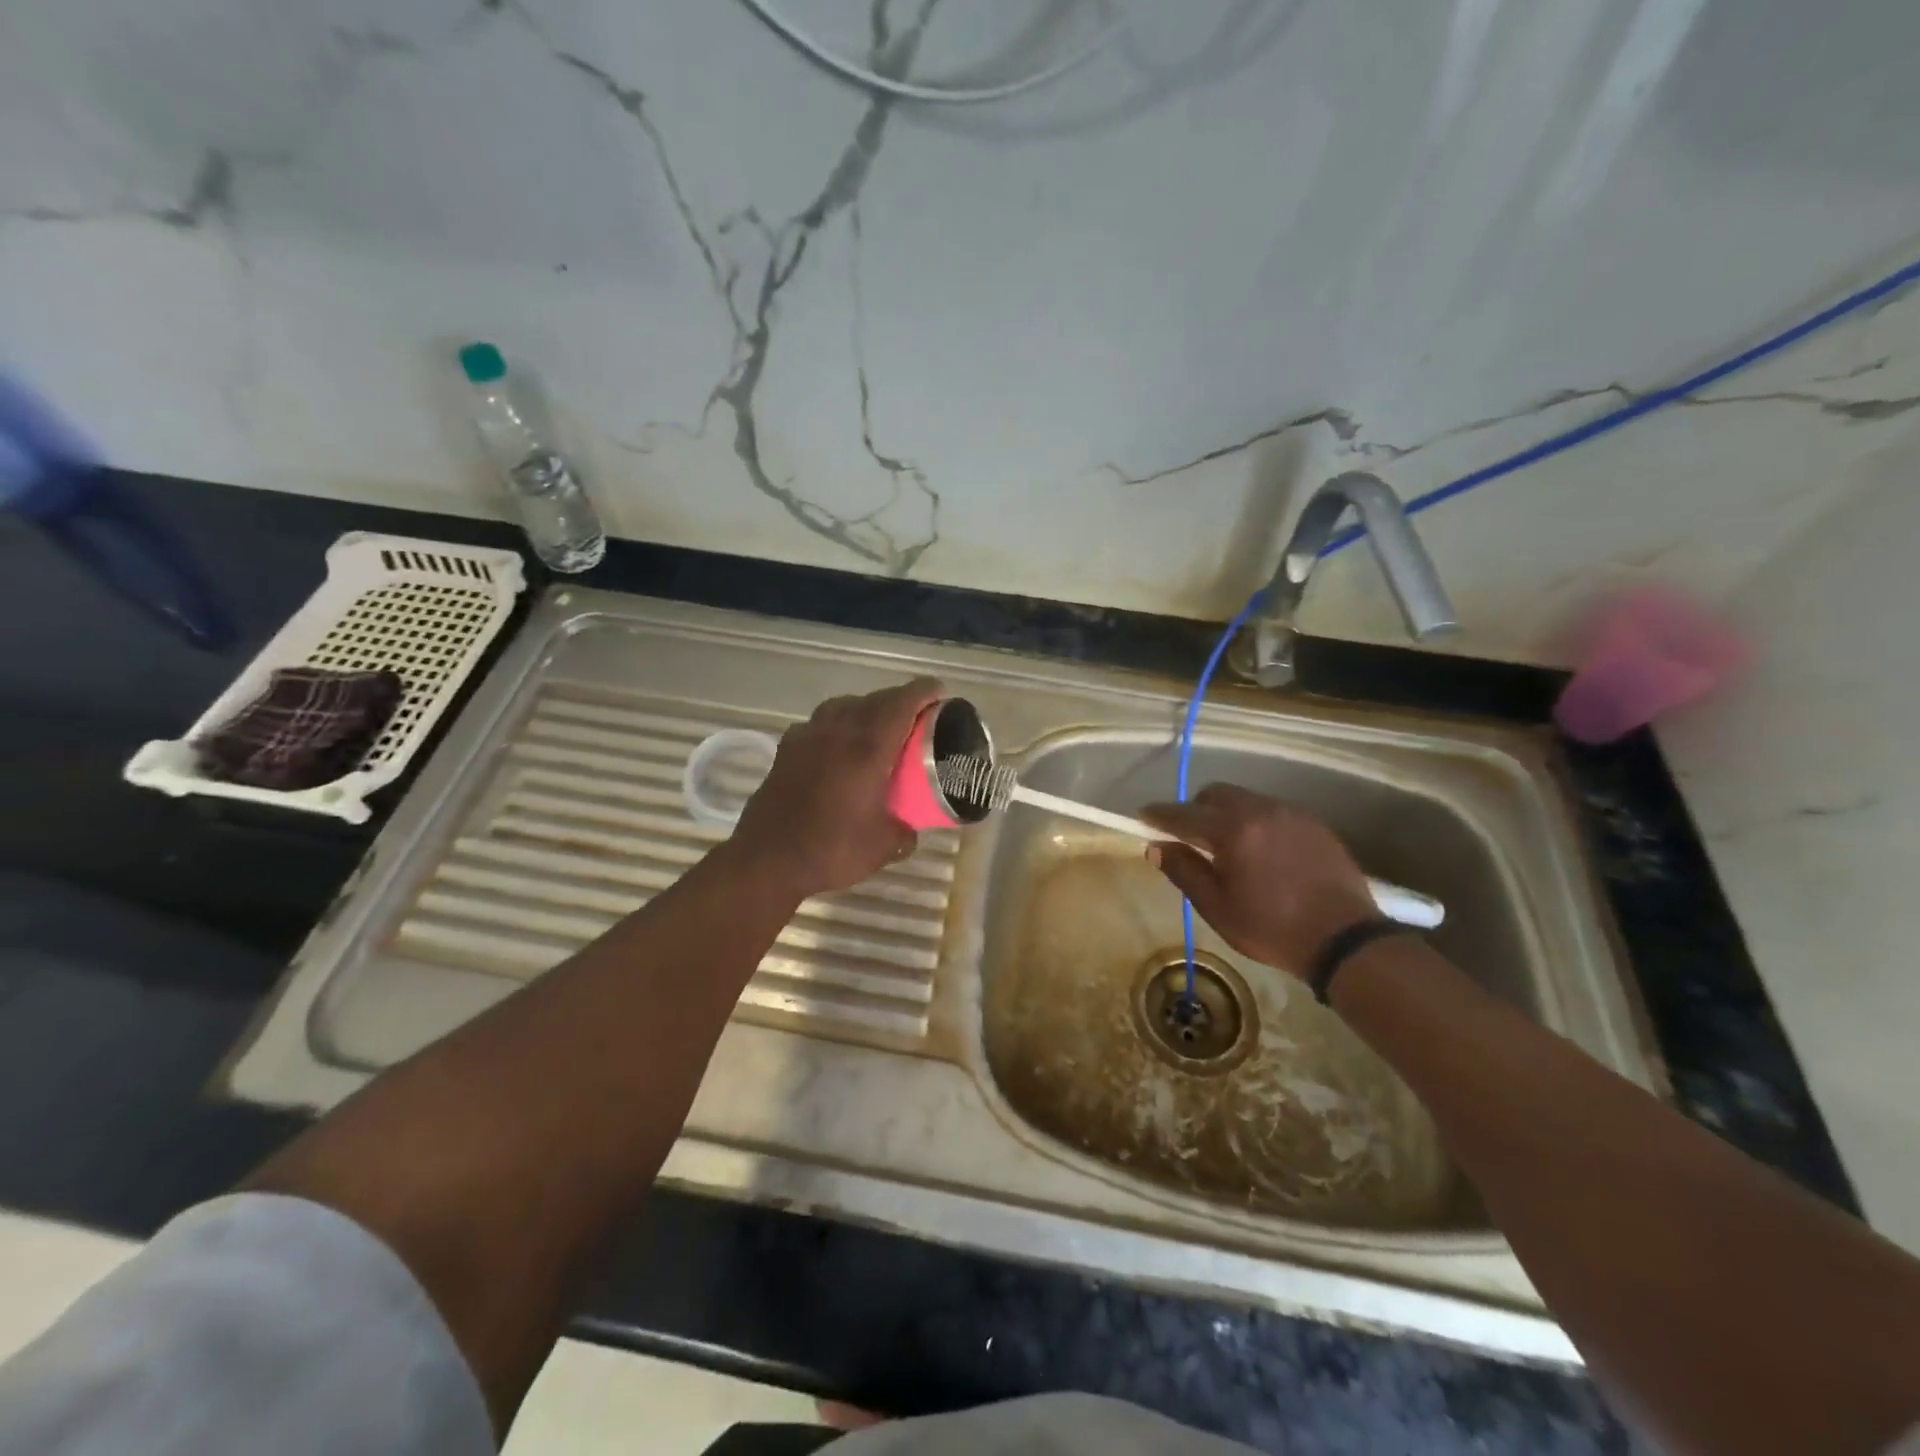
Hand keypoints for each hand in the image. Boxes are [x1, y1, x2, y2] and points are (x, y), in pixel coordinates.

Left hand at [729, 677, 943, 899]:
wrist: (767, 860)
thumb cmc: (831, 849)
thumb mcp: (882, 848)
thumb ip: (904, 833)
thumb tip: (910, 829)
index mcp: (868, 749)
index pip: (901, 704)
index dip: (923, 692)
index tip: (939, 692)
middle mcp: (838, 733)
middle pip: (874, 700)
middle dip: (898, 700)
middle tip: (916, 715)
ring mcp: (808, 738)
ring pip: (842, 706)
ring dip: (865, 708)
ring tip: (877, 725)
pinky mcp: (786, 750)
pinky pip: (818, 724)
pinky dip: (835, 725)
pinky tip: (837, 746)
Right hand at [1141, 785, 1377, 978]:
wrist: (1345, 940)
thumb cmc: (1273, 928)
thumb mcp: (1218, 907)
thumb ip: (1184, 871)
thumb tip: (1155, 847)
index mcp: (1233, 830)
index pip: (1185, 814)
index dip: (1160, 815)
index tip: (1142, 816)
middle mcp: (1261, 810)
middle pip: (1217, 794)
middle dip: (1197, 809)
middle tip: (1190, 837)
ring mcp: (1292, 814)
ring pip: (1246, 800)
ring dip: (1228, 815)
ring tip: (1229, 847)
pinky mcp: (1314, 825)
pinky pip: (1273, 812)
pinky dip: (1257, 823)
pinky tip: (1262, 853)